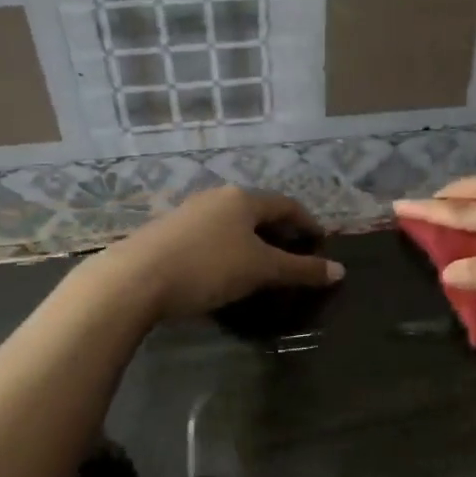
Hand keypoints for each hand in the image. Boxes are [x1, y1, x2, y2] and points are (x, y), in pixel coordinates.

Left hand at [93, 186, 343, 321]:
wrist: (135, 278)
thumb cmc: (208, 267)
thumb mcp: (261, 270)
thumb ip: (301, 270)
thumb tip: (340, 271)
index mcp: (243, 198)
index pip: (287, 205)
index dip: (308, 223)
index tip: (320, 244)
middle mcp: (217, 197)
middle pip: (259, 212)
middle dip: (280, 234)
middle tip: (293, 259)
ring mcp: (189, 212)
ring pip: (232, 224)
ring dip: (252, 243)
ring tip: (261, 269)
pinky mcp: (167, 232)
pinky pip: (210, 237)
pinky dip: (228, 250)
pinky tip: (224, 273)